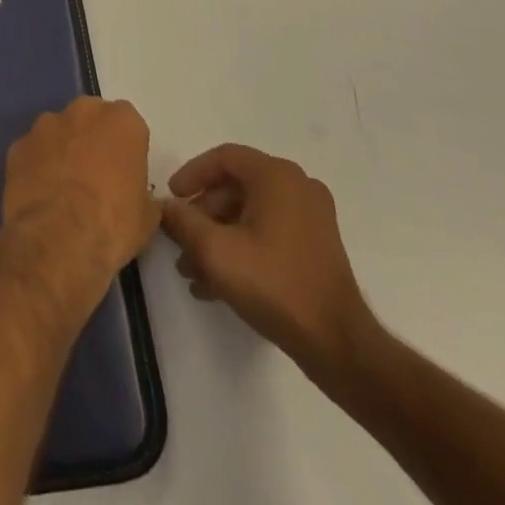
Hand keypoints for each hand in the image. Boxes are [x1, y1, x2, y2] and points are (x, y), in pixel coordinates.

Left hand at [2, 97, 160, 284]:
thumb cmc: (113, 224)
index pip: (128, 125)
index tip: (125, 175)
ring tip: (63, 190)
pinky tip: (40, 196)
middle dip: (92, 141)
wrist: (58, 240)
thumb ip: (142, 193)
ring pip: (58, 132)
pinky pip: (32, 152)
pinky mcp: (18, 145)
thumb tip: (137, 197)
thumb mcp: (147, 216)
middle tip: (95, 178)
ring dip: (62, 151)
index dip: (126, 150)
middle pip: (90, 119)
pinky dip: (36, 167)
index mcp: (121, 121)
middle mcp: (82, 111)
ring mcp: (45, 125)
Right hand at [160, 145, 374, 382]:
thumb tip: (165, 206)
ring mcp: (311, 217)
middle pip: (235, 188)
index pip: (223, 158)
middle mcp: (297, 187)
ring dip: (218, 238)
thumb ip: (183, 221)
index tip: (171, 199)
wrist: (339, 346)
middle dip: (202, 218)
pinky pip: (268, 233)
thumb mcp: (215, 251)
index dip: (191, 175)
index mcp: (277, 176)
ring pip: (249, 214)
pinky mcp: (316, 246)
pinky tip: (218, 284)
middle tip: (180, 244)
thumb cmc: (274, 285)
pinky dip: (242, 249)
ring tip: (193, 272)